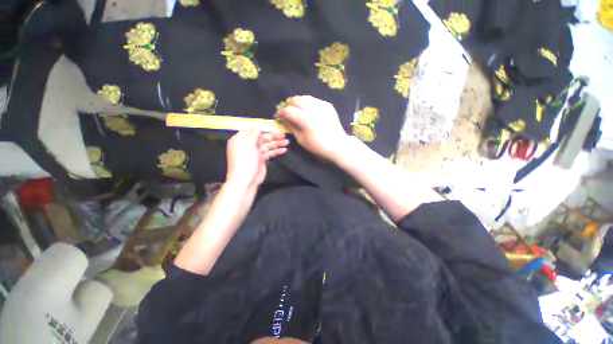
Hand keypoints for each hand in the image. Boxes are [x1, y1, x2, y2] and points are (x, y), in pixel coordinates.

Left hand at [226, 127, 288, 190]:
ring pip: (267, 145)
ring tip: (287, 142)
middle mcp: (248, 144)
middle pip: (262, 138)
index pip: (253, 130)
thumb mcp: (248, 144)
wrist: (246, 180)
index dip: (263, 128)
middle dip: (273, 137)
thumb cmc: (245, 160)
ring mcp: (255, 152)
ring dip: (277, 144)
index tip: (273, 127)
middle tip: (284, 135)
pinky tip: (284, 150)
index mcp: (241, 139)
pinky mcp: (261, 159)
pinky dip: (276, 151)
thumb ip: (253, 134)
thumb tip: (256, 124)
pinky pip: (269, 153)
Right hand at [277, 95, 350, 160]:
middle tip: (292, 115)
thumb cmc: (318, 145)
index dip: (282, 113)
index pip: (288, 110)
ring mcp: (321, 104)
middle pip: (295, 99)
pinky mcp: (327, 104)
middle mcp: (312, 108)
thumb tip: (284, 119)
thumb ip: (291, 127)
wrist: (337, 144)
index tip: (281, 117)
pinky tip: (311, 113)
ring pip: (305, 97)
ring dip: (300, 104)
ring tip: (301, 112)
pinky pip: (314, 100)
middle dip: (291, 106)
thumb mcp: (301, 139)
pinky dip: (310, 105)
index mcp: (304, 118)